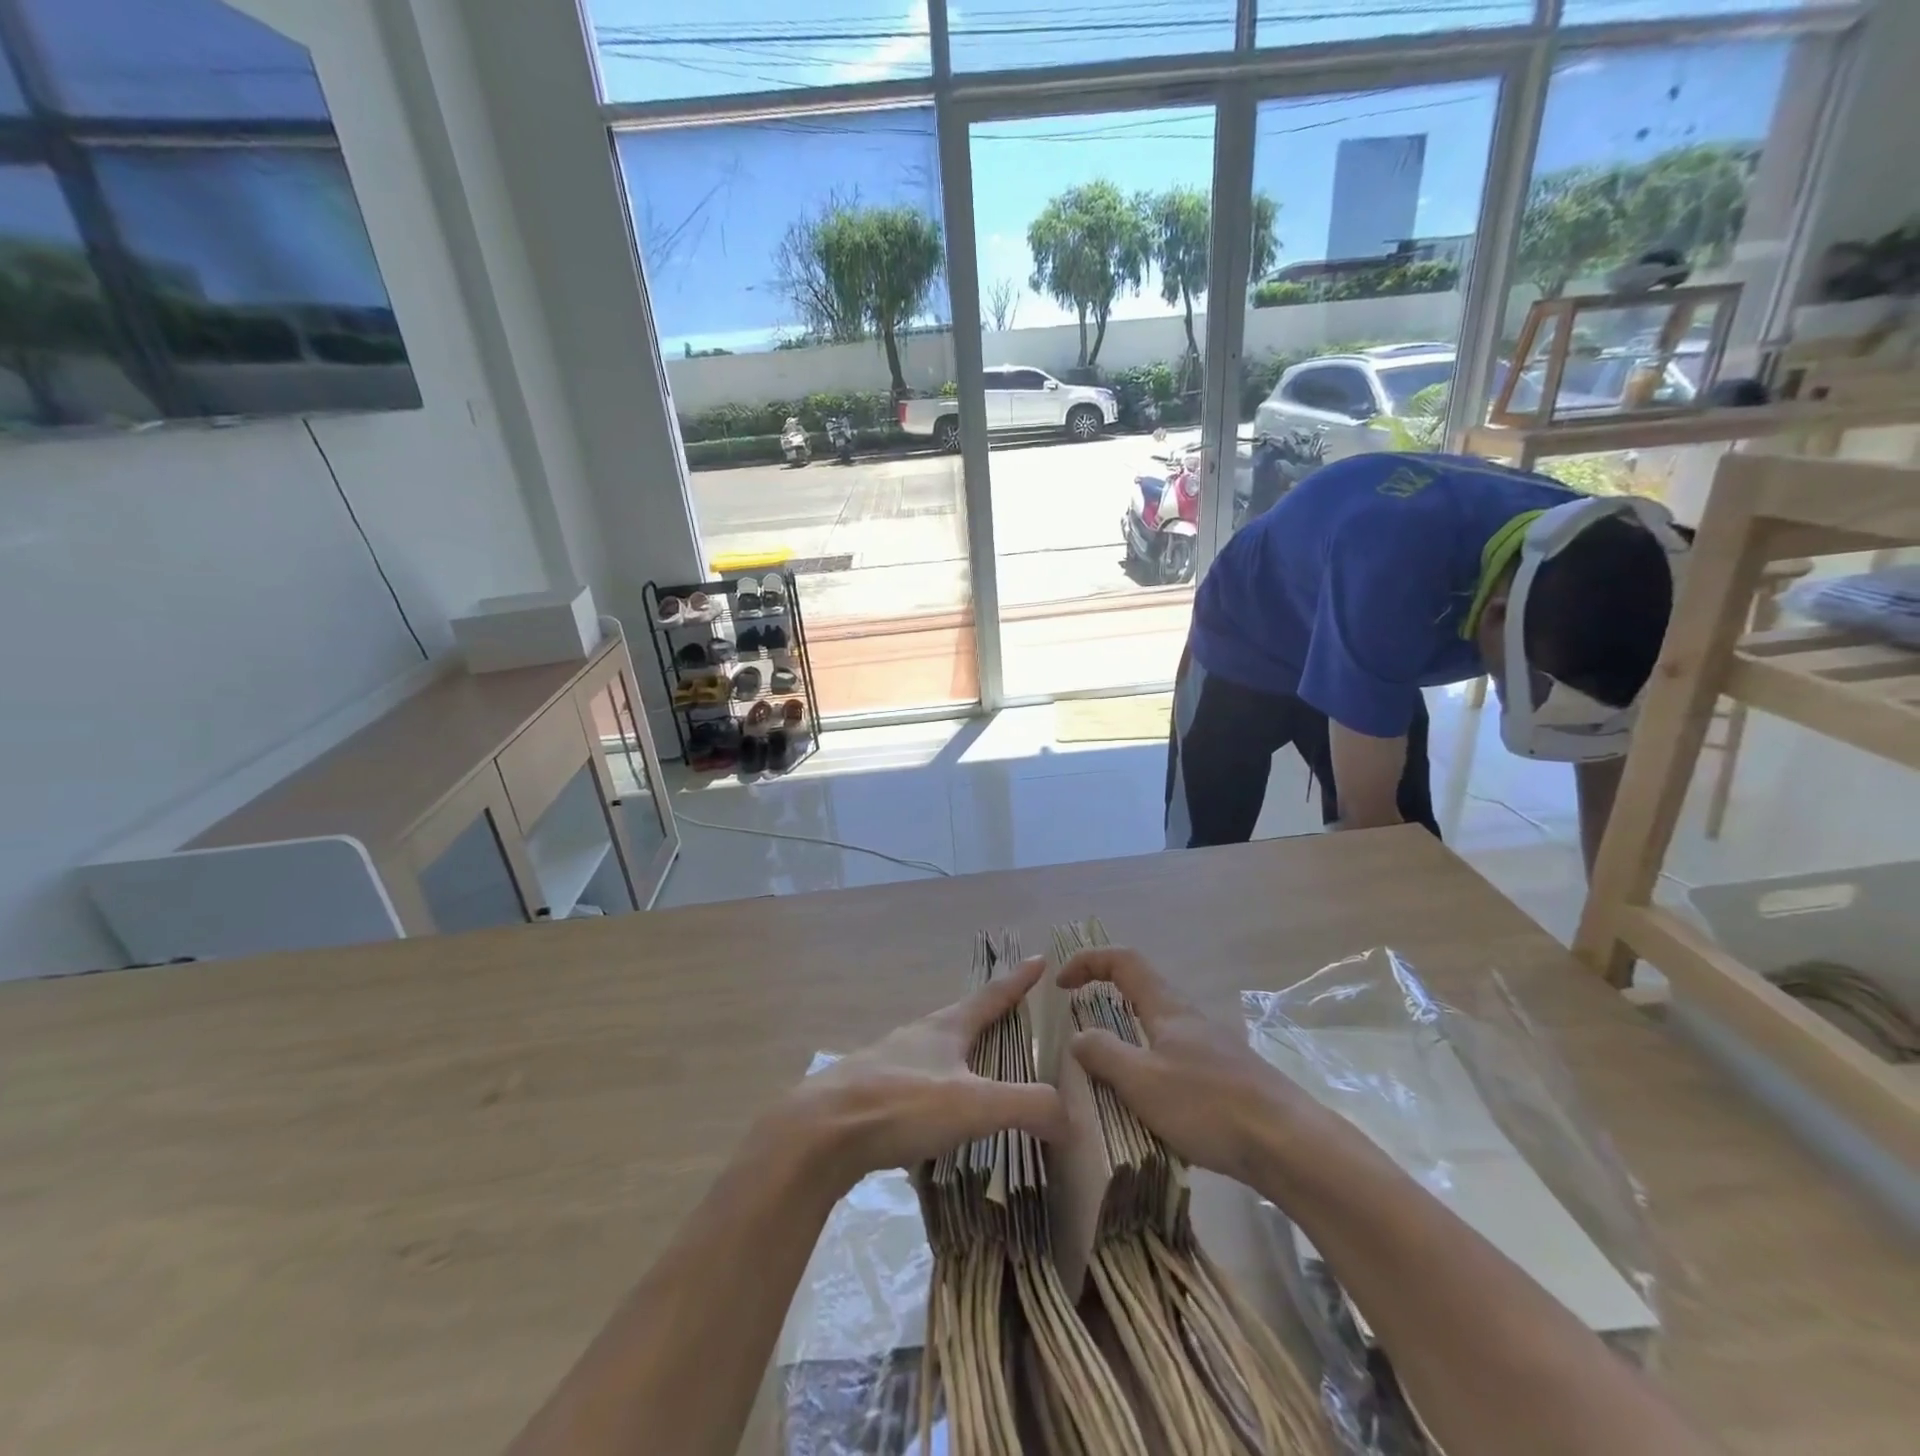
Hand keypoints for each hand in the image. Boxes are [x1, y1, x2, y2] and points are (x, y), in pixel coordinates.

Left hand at [777, 956, 1067, 1189]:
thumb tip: (1072, 1118)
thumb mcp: (973, 1106)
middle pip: (960, 1018)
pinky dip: (934, 1090)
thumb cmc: (901, 1105)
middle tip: (1011, 1017)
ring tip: (975, 1069)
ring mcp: (888, 1062)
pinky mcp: (868, 1093)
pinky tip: (933, 1115)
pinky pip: (912, 1083)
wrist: (819, 1133)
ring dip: (958, 1054)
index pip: (991, 995)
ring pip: (933, 1050)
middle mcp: (917, 1036)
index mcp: (945, 1028)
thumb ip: (1027, 1107)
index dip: (1017, 980)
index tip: (1039, 958)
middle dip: (987, 1015)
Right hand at [1058, 947, 1306, 1184]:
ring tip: (1110, 1072)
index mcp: (1167, 1007)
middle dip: (1108, 996)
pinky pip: (1177, 1058)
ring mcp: (1213, 1047)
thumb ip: (1104, 1054)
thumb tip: (1078, 1036)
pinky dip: (1152, 1066)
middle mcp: (1190, 1017)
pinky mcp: (1229, 1078)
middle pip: (1143, 989)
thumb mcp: (1142, 1081)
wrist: (1290, 1144)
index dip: (1088, 961)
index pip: (1123, 961)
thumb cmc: (1208, 1105)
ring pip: (1161, 1027)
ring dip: (1130, 1036)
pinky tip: (1153, 1105)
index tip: (1061, 984)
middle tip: (1081, 1024)